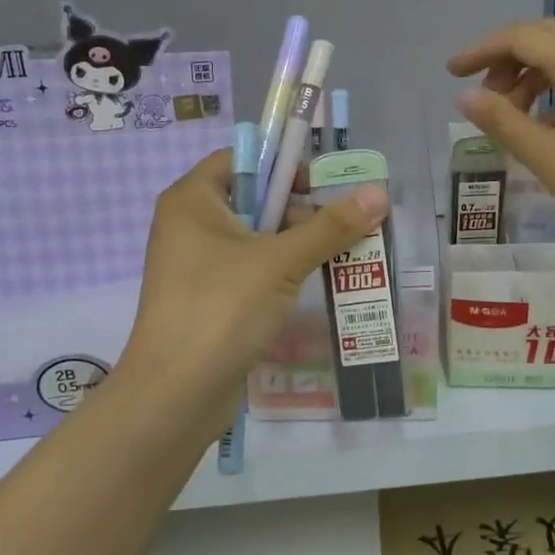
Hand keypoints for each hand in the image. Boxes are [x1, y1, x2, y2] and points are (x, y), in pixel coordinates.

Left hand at [119, 149, 388, 436]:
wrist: (174, 395)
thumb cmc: (222, 308)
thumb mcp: (281, 261)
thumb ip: (330, 226)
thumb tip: (380, 193)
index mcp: (193, 200)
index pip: (242, 159)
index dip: (283, 166)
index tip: (322, 187)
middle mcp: (189, 225)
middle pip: (253, 199)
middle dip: (300, 210)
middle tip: (343, 226)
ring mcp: (196, 265)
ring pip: (255, 239)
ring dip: (296, 244)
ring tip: (342, 255)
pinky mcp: (208, 299)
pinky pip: (249, 271)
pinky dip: (280, 273)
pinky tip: (314, 284)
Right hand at [448, 18, 554, 254]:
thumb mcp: (543, 153)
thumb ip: (501, 120)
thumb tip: (464, 96)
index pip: (520, 37)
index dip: (481, 50)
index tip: (452, 74)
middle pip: (541, 35)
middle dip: (504, 56)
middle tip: (482, 92)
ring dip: (526, 73)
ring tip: (508, 114)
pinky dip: (548, 86)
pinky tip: (539, 122)